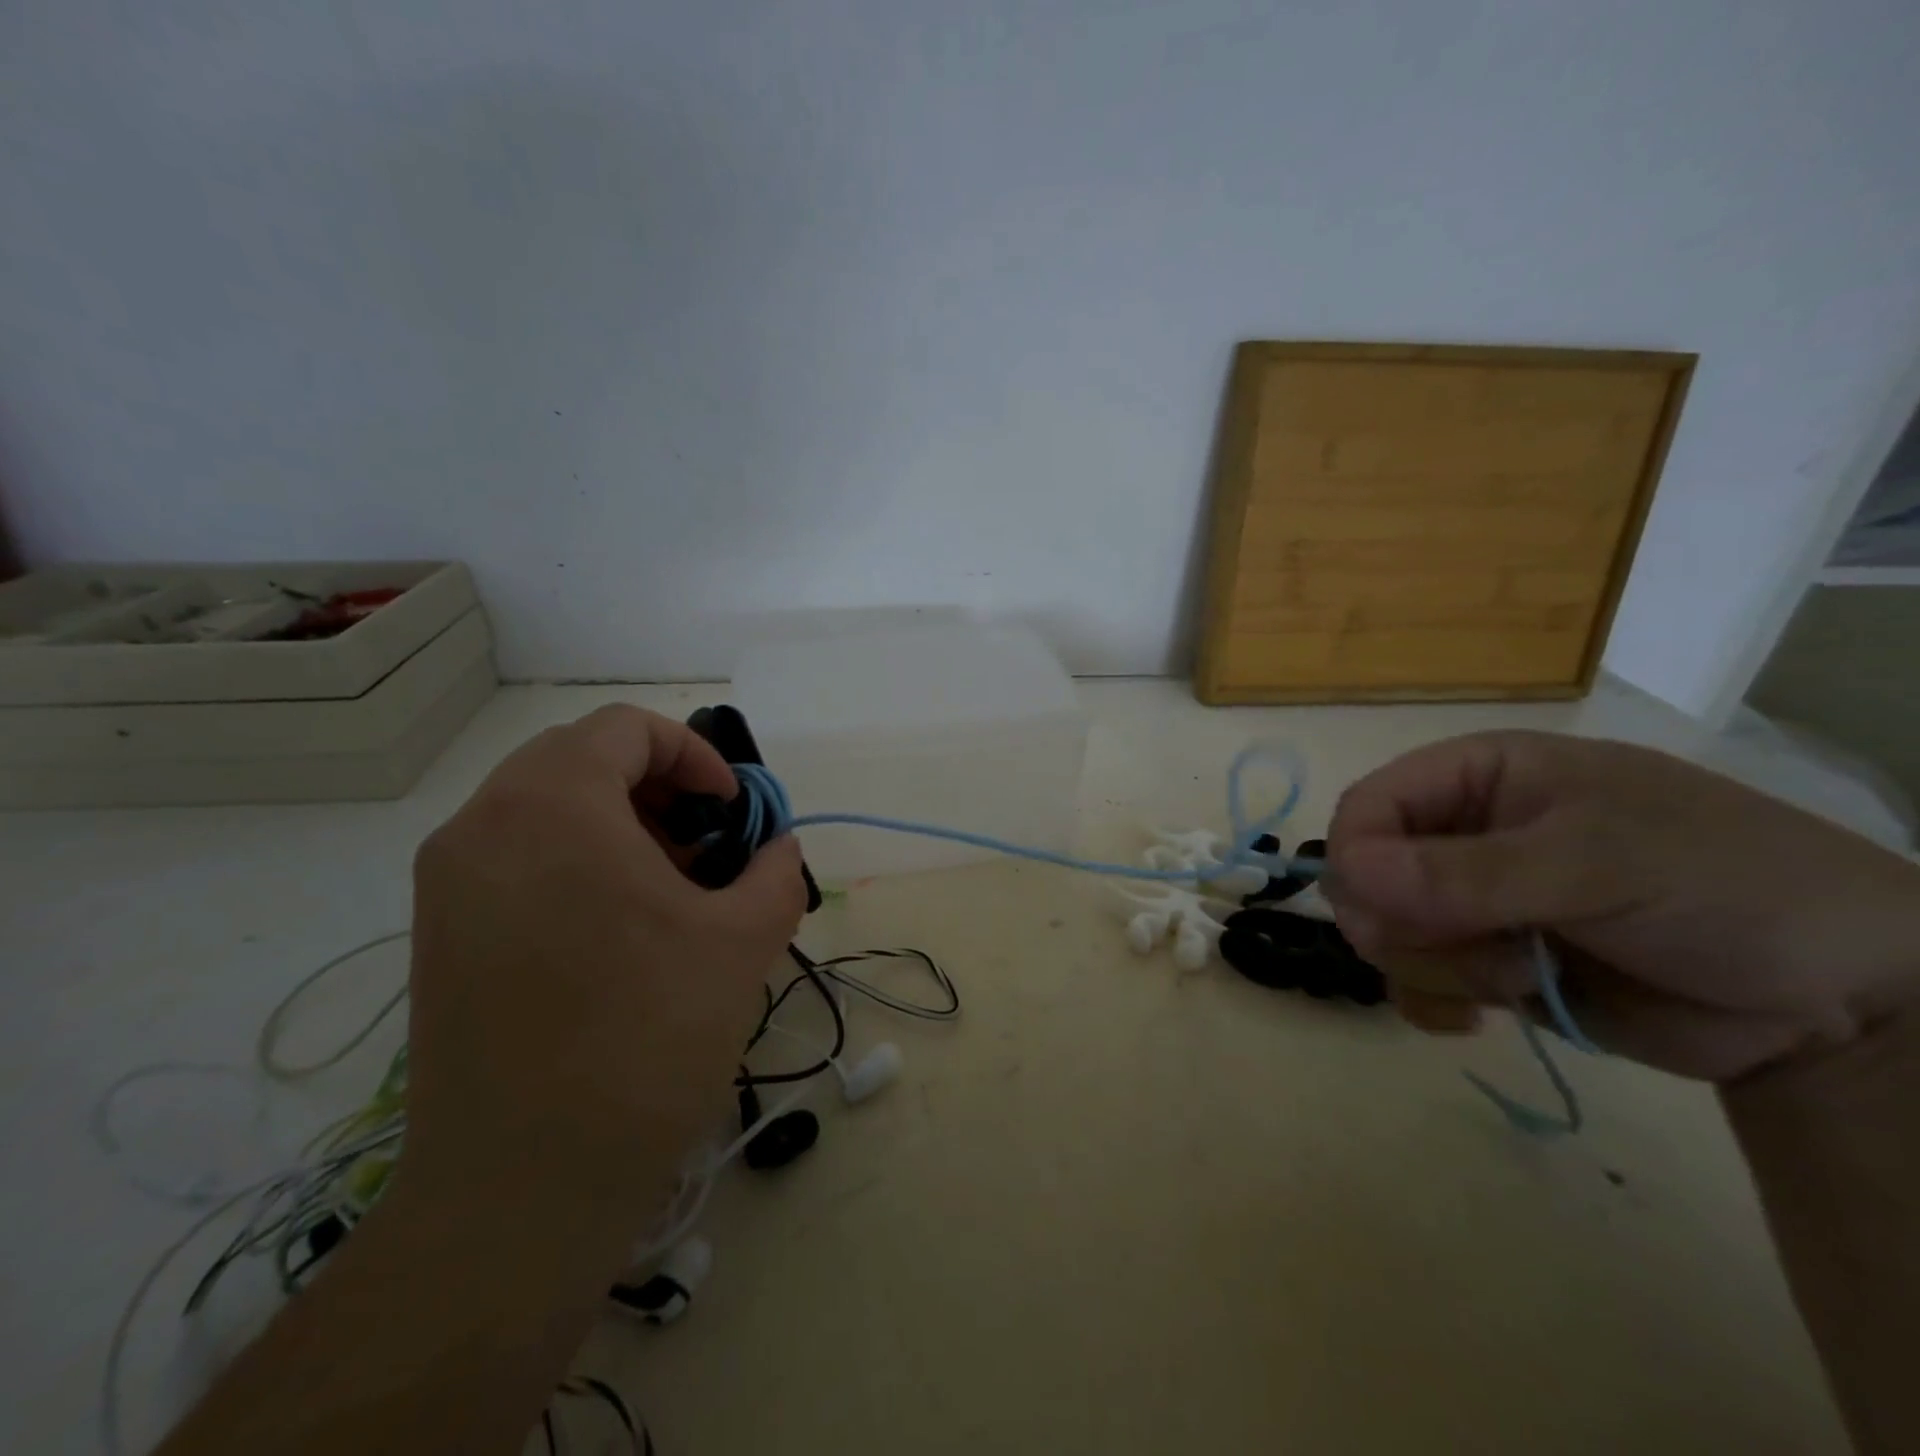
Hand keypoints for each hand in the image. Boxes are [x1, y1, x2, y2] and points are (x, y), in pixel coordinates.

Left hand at [401, 705, 805, 1252]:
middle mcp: (483, 826)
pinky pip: (517, 856)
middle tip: (704, 846)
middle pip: (581, 759)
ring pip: (546, 807)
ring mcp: (448, 883)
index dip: (694, 756)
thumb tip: (777, 850)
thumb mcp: (743, 941)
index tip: (731, 812)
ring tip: (670, 889)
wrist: (521, 1190)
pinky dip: (576, 859)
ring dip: (618, 823)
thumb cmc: (645, 1040)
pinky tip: (619, 928)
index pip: (625, 729)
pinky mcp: (439, 934)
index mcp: (552, 807)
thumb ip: (775, 872)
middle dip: (658, 789)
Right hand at [1322, 731, 1919, 1082]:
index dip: (1358, 856)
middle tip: (1475, 950)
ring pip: (1387, 935)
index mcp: (1477, 779)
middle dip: (1406, 924)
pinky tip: (1480, 1018)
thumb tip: (1343, 877)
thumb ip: (1466, 873)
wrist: (1845, 1000)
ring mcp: (1471, 903)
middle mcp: (1461, 835)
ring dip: (1439, 967)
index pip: (1368, 807)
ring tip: (1522, 976)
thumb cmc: (1724, 887)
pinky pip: (1414, 982)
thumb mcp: (1596, 864)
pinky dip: (1433, 1004)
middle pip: (1366, 877)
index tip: (1384, 914)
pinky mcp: (1487, 963)